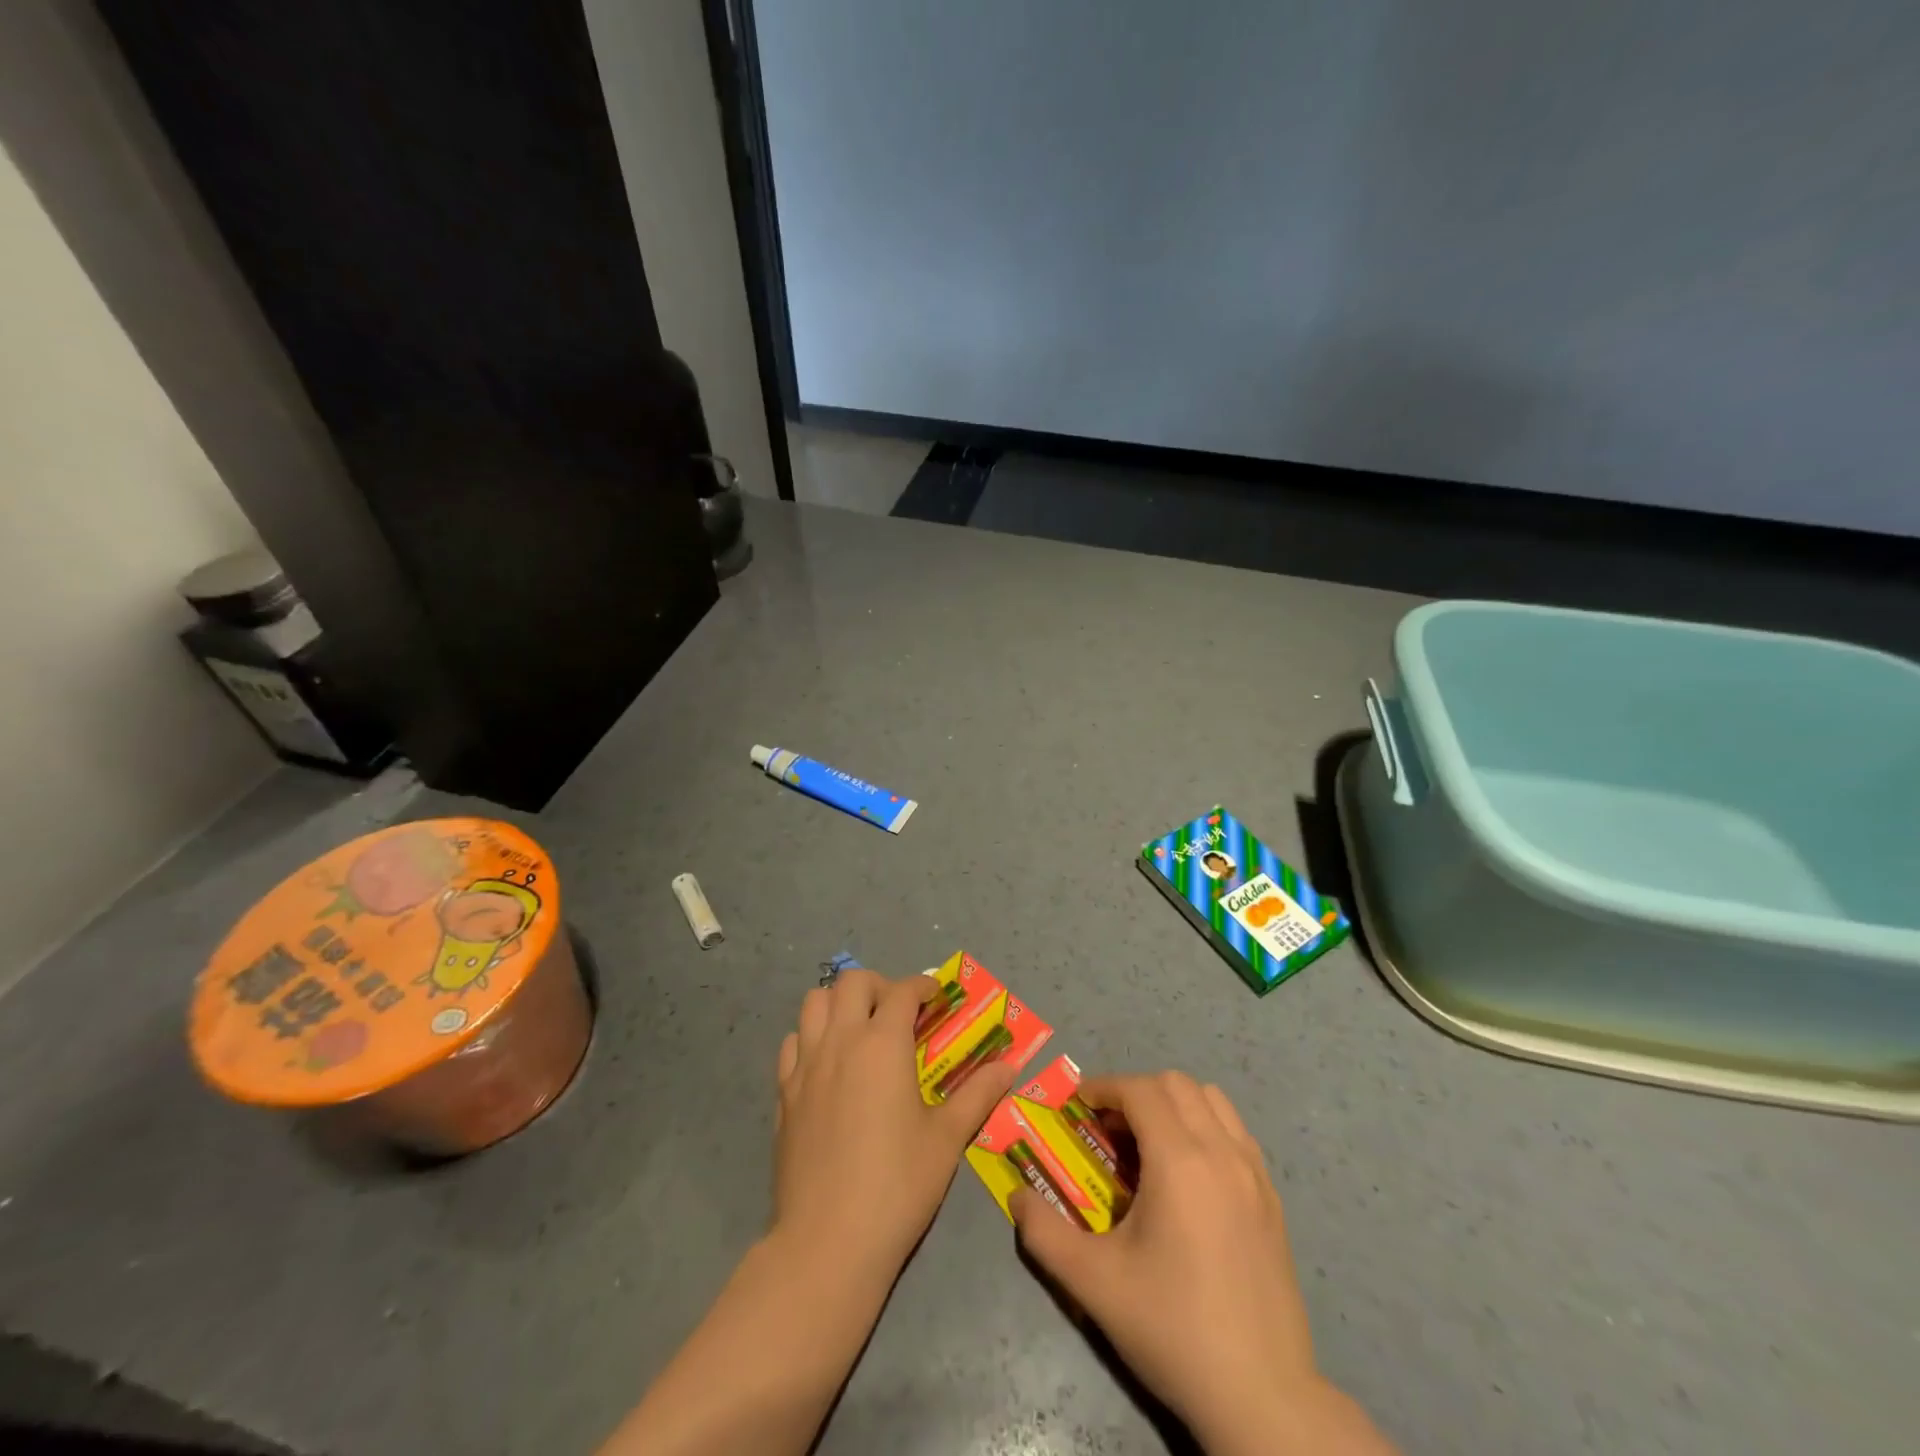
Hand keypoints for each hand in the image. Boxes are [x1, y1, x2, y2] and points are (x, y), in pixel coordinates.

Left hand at [773, 969, 1015, 1278]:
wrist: (828, 1241)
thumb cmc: (898, 1185)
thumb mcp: (947, 1138)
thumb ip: (978, 1094)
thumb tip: (1009, 1067)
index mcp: (882, 1044)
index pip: (902, 991)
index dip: (923, 986)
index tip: (937, 996)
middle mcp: (840, 1041)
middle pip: (852, 982)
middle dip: (879, 985)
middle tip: (899, 1012)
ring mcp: (805, 1065)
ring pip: (813, 1002)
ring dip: (839, 1002)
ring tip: (860, 1028)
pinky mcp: (783, 1093)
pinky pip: (792, 1042)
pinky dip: (810, 1037)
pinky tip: (828, 1064)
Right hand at [1010, 1072, 1366, 1453]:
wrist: (1262, 1397)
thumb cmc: (1172, 1329)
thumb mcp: (1093, 1283)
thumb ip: (1043, 1232)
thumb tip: (1015, 1197)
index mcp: (1180, 1161)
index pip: (1140, 1090)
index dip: (1104, 1087)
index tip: (1078, 1108)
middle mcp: (1221, 1152)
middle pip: (1176, 1083)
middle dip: (1135, 1091)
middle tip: (1108, 1129)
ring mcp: (1254, 1173)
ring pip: (1212, 1100)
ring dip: (1174, 1103)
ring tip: (1149, 1144)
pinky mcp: (1273, 1198)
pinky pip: (1236, 1131)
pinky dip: (1206, 1126)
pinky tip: (1189, 1173)